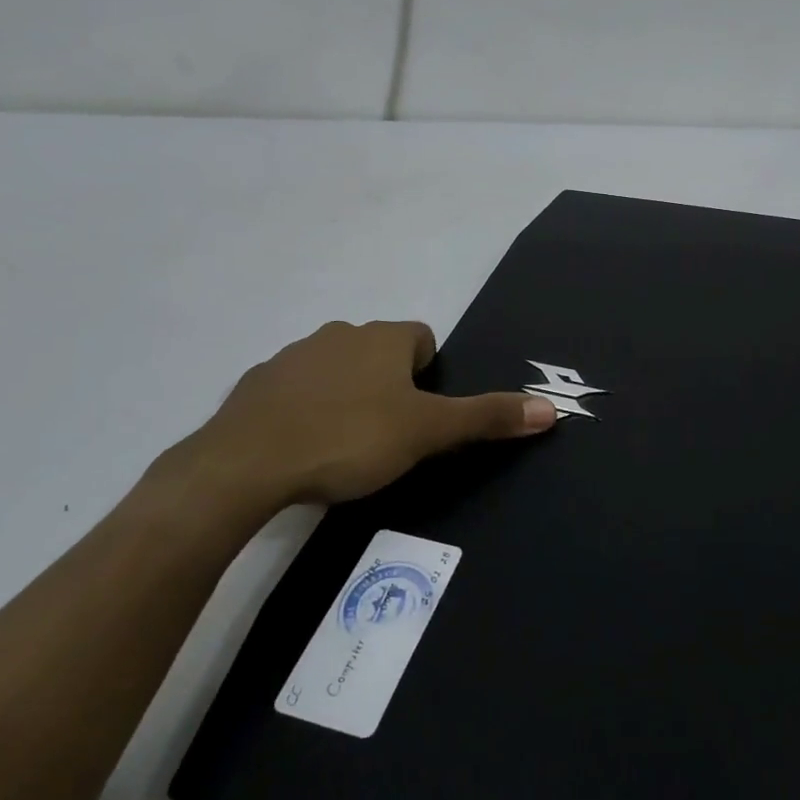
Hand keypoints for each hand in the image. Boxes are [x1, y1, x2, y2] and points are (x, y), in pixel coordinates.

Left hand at [161, 320, 555, 522]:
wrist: (247, 464)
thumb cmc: (351, 439)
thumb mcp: (429, 433)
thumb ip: (487, 417)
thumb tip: (552, 408)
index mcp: (382, 338)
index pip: (421, 338)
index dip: (429, 374)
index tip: (420, 415)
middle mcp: (338, 334)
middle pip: (379, 352)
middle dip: (389, 386)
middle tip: (389, 435)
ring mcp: (291, 356)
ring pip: (336, 369)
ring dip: (347, 396)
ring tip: (346, 446)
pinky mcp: (256, 385)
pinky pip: (295, 391)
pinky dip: (306, 410)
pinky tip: (303, 448)